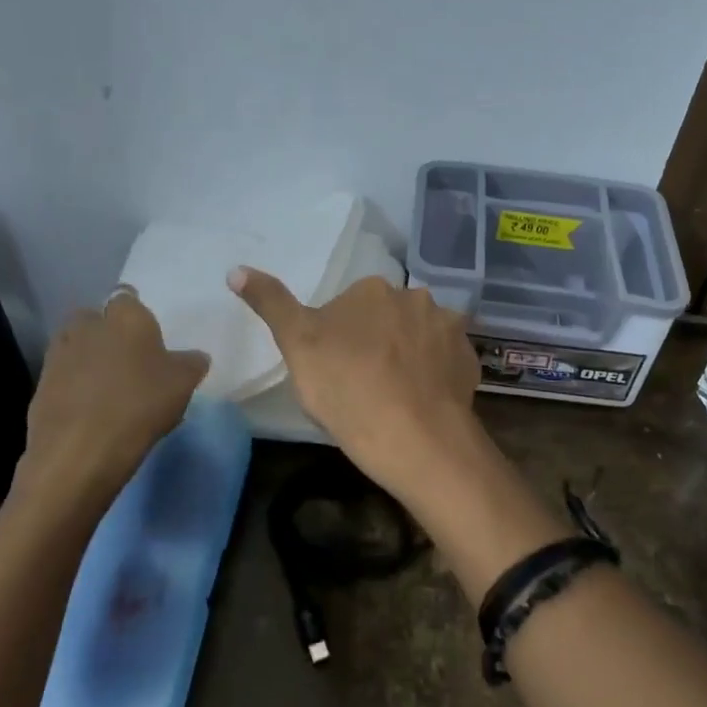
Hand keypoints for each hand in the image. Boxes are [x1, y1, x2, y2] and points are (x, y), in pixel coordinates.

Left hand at [14, 289, 209, 521]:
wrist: (81, 450)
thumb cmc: (141, 404)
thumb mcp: (184, 384)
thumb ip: (192, 364)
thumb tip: (195, 357)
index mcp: (125, 317)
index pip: (128, 297)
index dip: (138, 314)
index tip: (149, 336)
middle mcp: (88, 326)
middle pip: (95, 318)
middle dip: (108, 332)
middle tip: (130, 359)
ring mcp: (59, 355)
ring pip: (76, 345)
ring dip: (89, 358)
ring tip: (110, 387)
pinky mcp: (41, 386)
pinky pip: (63, 376)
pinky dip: (75, 386)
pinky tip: (93, 410)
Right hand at [228, 267, 482, 500]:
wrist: (414, 437)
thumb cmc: (346, 388)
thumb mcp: (296, 345)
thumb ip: (271, 303)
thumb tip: (236, 270)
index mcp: (373, 289)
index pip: (351, 307)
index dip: (340, 339)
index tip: (336, 370)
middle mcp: (417, 297)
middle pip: (389, 318)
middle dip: (378, 342)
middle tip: (364, 384)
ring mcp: (449, 329)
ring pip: (421, 338)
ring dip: (410, 357)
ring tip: (397, 397)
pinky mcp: (470, 360)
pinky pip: (446, 362)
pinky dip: (435, 376)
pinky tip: (422, 402)